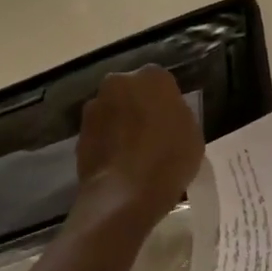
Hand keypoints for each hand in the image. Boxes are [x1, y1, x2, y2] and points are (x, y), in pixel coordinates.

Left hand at [75, 67, 203, 220]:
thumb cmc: (170, 158)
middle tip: (151, 133)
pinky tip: (118, 164)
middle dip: (138, 106)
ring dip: (120, 124)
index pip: (161, 82)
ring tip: (132, 153)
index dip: (166, 102)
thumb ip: (178, 115)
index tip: (171, 122)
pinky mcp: (78, 133)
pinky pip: (99, 133)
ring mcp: (94, 107)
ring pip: (112, 110)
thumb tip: (165, 115)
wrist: (125, 193)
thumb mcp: (193, 133)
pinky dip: (107, 143)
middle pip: (131, 91)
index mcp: (153, 77)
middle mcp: (119, 82)